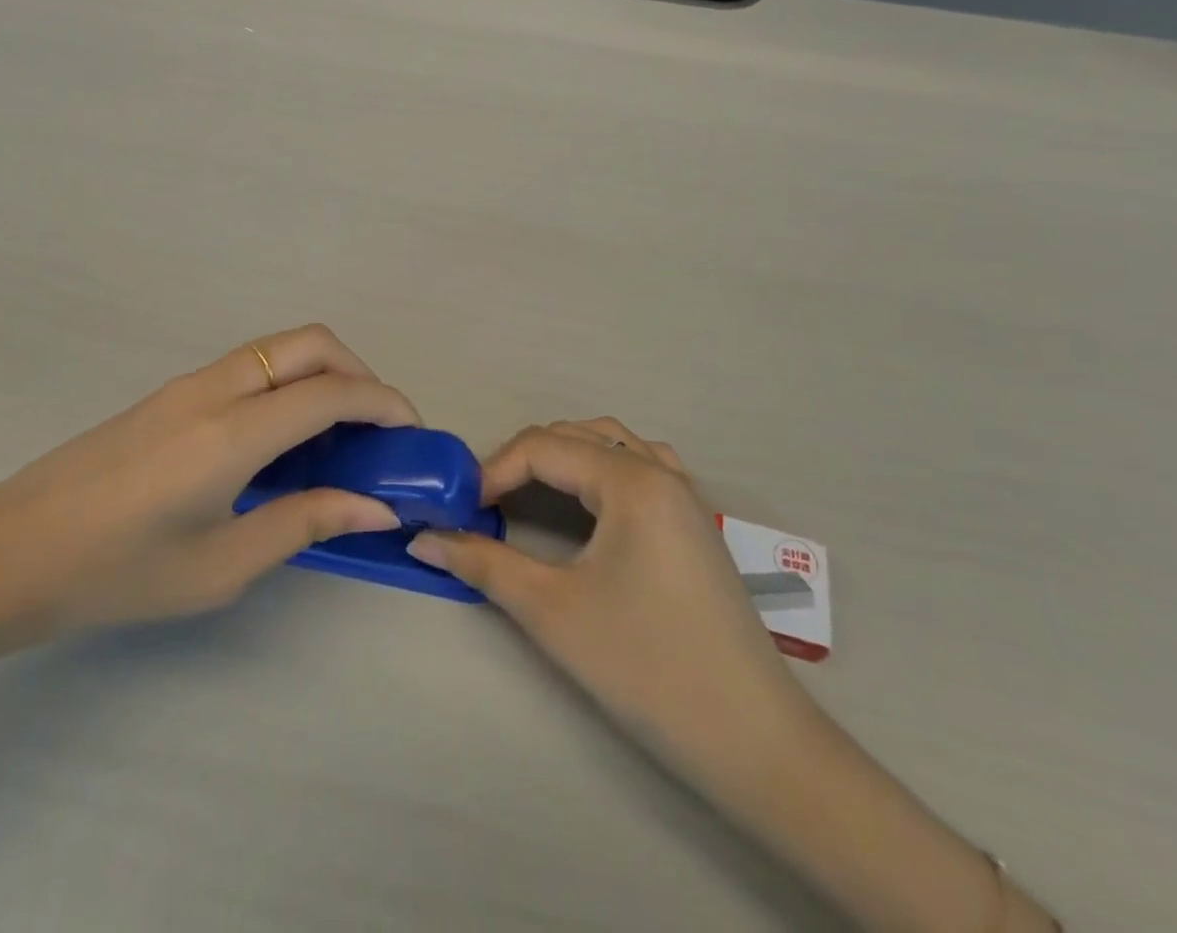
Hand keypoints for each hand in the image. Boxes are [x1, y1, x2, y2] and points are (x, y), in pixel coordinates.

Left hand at [0, 325, 416, 658]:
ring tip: (335, 435)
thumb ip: (304, 524)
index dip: (385, 404)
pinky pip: (251, 365)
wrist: (6, 554)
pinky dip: (288, 382)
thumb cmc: (114, 574)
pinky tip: (281, 440)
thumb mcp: (219, 567)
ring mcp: (189, 382)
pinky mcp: (172, 392)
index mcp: (232, 433)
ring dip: (323, 372)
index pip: (332, 393)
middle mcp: (216, 389)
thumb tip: (376, 507)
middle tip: (374, 429)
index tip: (412, 434)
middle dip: (360, 371)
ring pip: (280, 347)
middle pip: (312, 342)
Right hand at [406, 418, 803, 759]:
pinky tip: (591, 504)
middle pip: (575, 436)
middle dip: (523, 461)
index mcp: (630, 480)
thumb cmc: (646, 667)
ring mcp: (685, 495)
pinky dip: (602, 469)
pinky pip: (641, 467)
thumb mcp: (552, 612)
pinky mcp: (695, 524)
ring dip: (564, 457)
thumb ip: (483, 564)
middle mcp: (660, 471)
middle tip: (486, 505)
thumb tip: (423, 538)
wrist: (753, 741)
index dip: (492, 471)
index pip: (542, 447)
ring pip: (611, 444)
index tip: (459, 510)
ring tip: (530, 494)